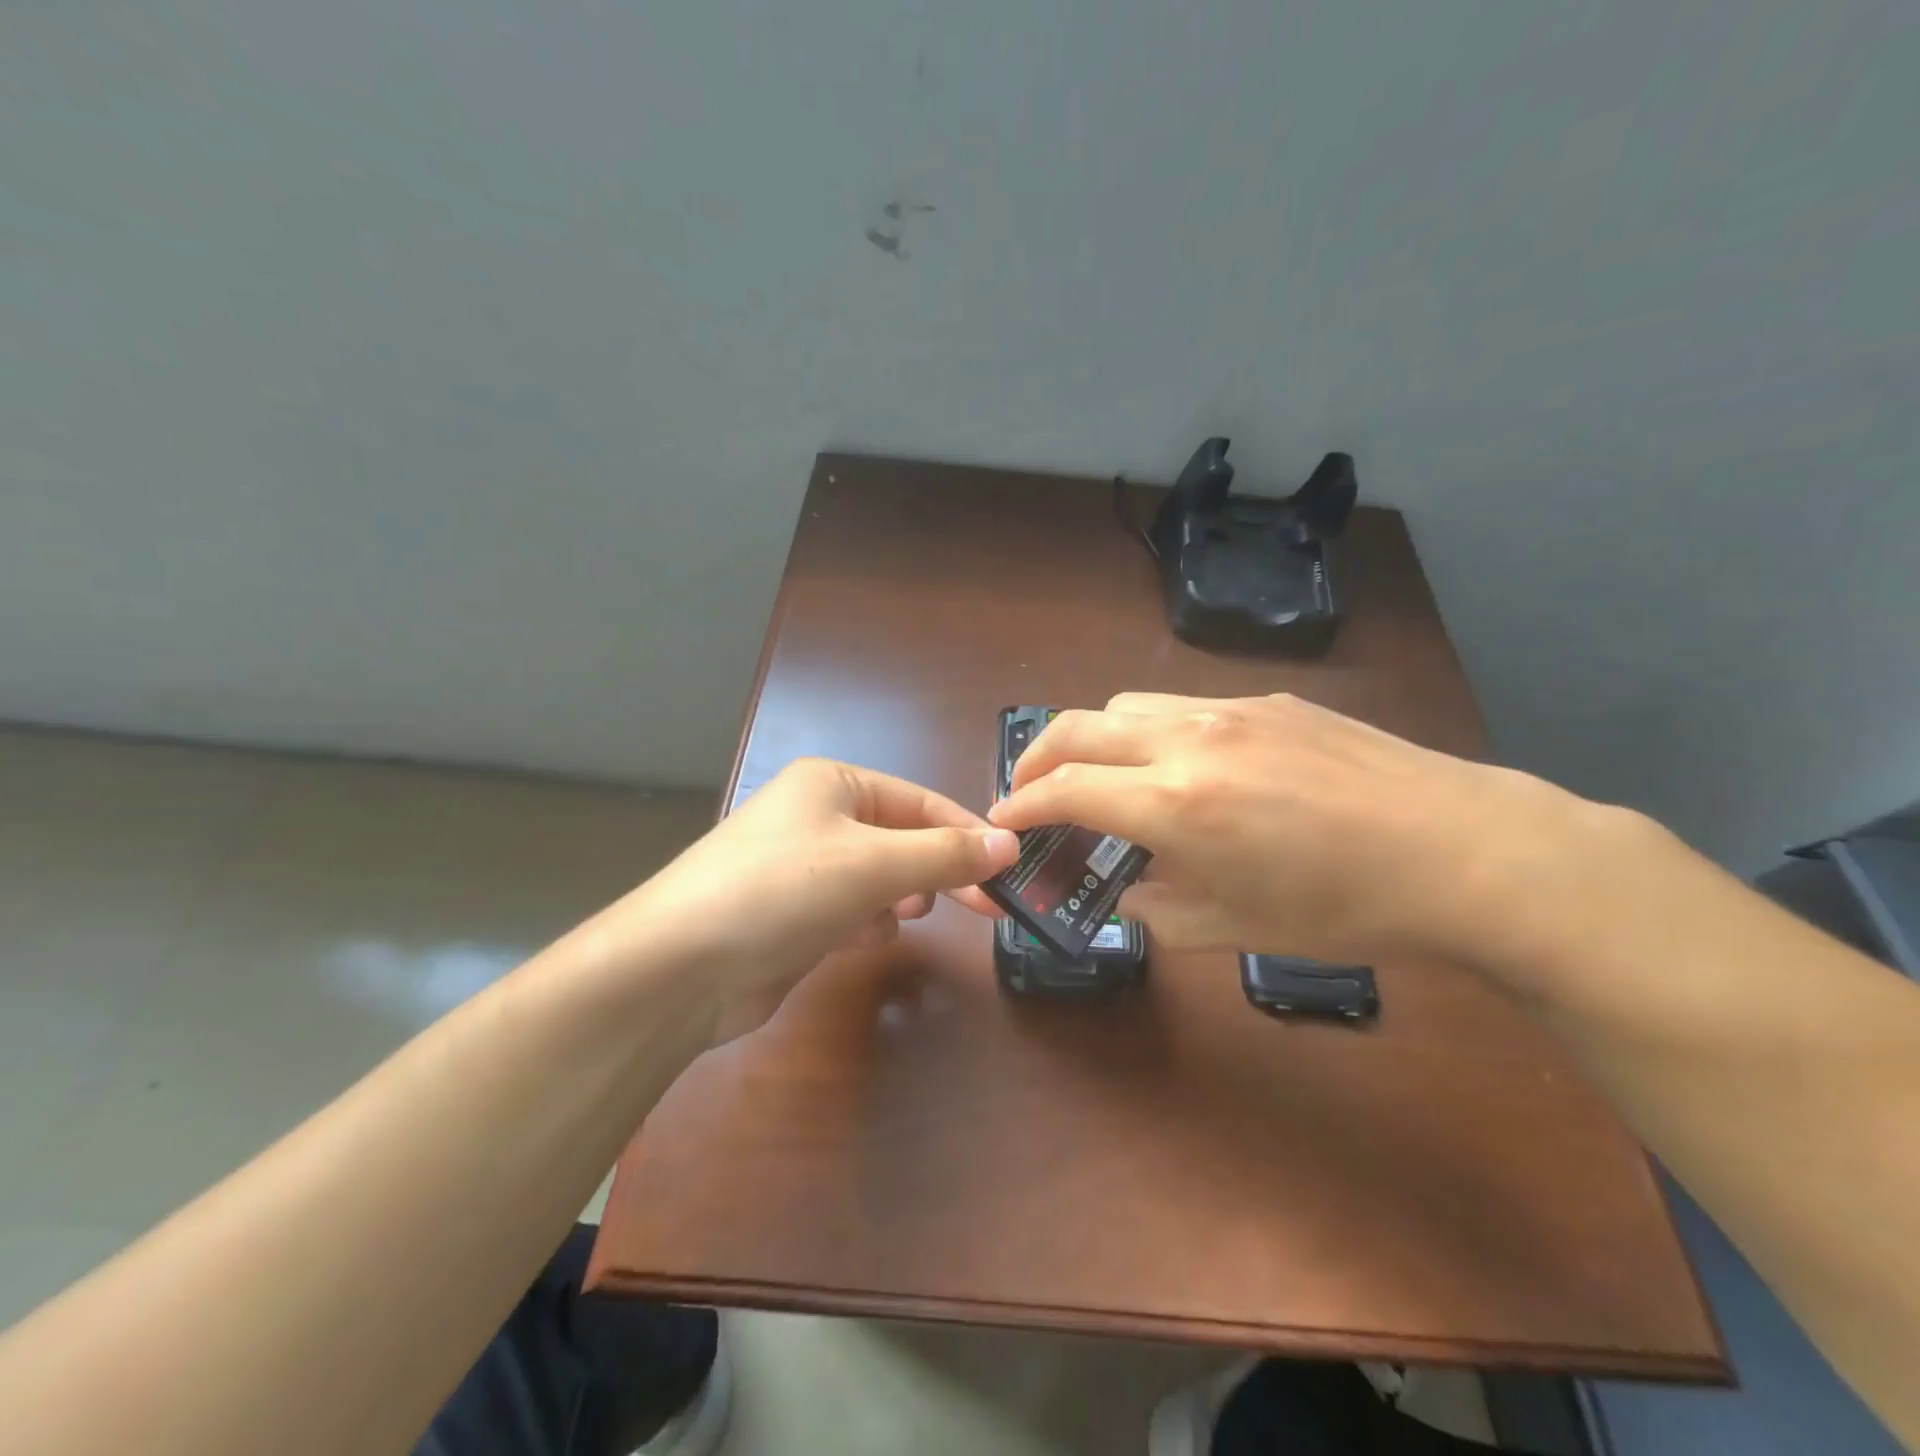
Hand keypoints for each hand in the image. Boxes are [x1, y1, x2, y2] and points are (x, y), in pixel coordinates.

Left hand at [613, 758, 1017, 1041]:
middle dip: (937, 870)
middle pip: (900, 839)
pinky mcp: (790, 915)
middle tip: (984, 906)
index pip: (920, 802)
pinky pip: (848, 910)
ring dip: (899, 897)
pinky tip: (862, 940)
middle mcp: (816, 817)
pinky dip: (864, 923)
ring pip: (877, 877)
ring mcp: (800, 867)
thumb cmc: (783, 890)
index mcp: (833, 784)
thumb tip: (1009, 843)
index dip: (967, 833)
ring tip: (909, 916)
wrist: (679, 968)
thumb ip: (945, 854)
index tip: (1010, 867)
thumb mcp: (873, 864)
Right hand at [990, 692, 1612, 967]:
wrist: (1463, 851)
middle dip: (1037, 758)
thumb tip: (1124, 890)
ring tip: (1104, 777)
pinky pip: (1182, 705)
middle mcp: (1188, 740)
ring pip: (1126, 705)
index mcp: (1175, 803)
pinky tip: (1184, 767)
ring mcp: (1229, 709)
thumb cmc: (1343, 907)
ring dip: (1094, 738)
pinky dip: (1151, 731)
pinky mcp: (1268, 700)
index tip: (1002, 822)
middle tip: (1030, 792)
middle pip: (1077, 726)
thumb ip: (1155, 907)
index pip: (1065, 789)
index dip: (1022, 805)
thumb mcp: (1232, 927)